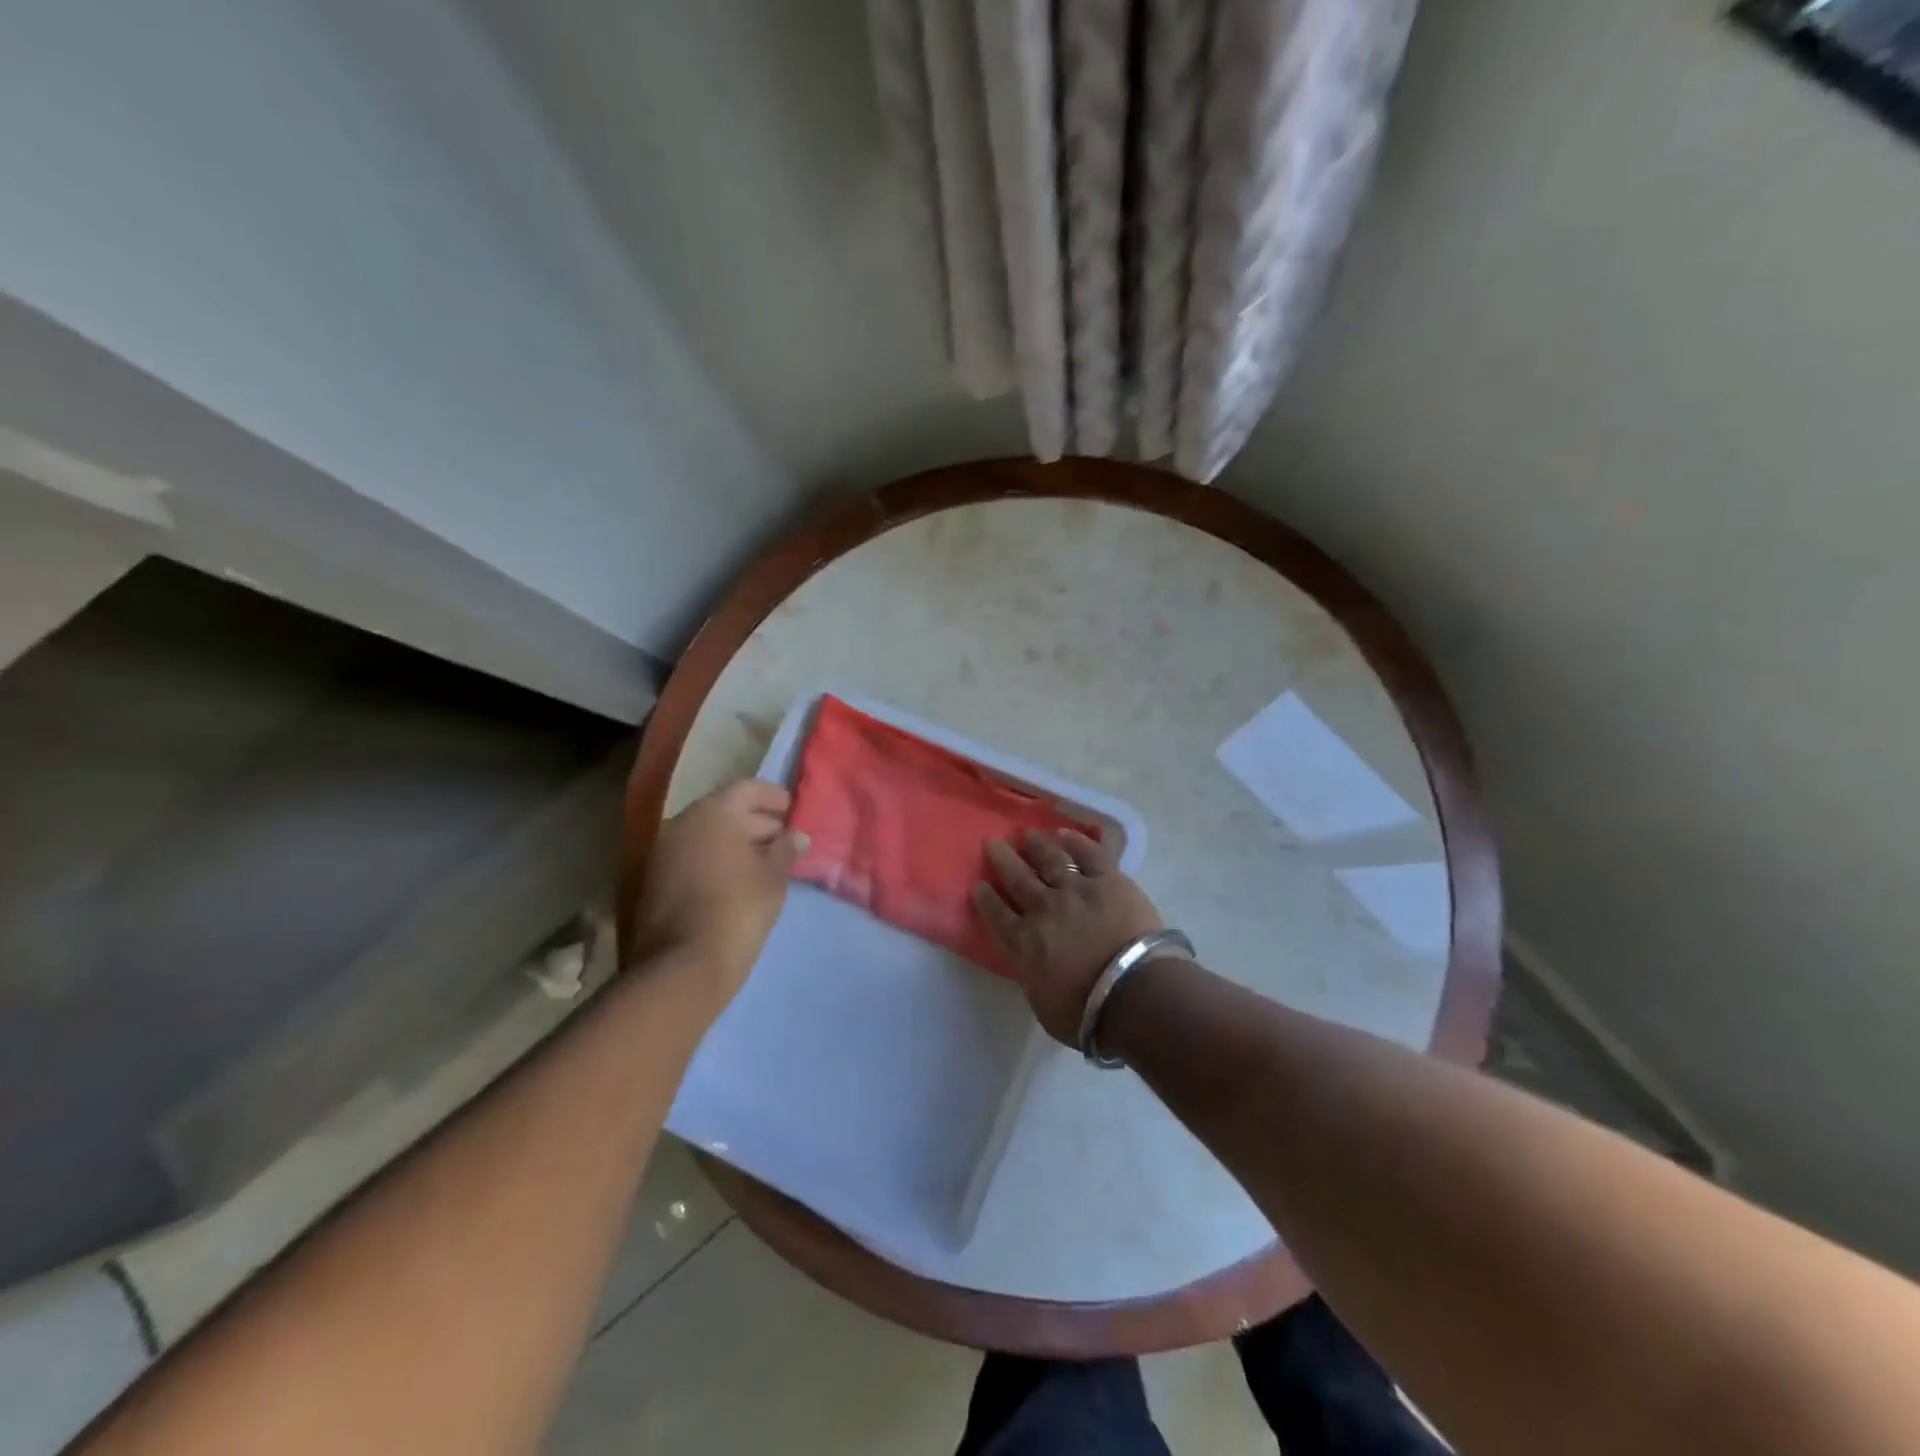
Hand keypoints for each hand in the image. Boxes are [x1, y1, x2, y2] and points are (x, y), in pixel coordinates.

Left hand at [630, 780, 806, 1011]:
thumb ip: (785, 850)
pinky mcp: (653, 882)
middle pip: (724, 811)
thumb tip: (797, 836)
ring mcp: (661, 853)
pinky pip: (691, 858)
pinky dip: (715, 861)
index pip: (747, 789)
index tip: (793, 811)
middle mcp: (681, 824)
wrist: (683, 965)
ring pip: (705, 836)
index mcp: (712, 813)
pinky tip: (738, 881)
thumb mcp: (773, 877)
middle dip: (756, 823)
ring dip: (735, 844)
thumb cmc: (738, 908)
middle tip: (784, 841)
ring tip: (765, 864)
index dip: (773, 797)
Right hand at [972, 829, 1165, 1044]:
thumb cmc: (1089, 1015)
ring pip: (1050, 860)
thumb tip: (1032, 966)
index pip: (997, 916)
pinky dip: (1076, 842)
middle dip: (1002, 859)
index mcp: (1025, 944)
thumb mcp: (1045, 1006)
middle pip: (1018, 878)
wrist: (1135, 993)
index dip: (986, 899)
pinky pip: (1088, 855)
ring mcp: (1077, 890)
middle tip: (992, 843)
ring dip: (1036, 845)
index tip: (978, 885)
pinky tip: (1065, 834)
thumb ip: (1034, 979)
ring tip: (1027, 835)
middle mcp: (1044, 909)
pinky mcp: (1109, 881)